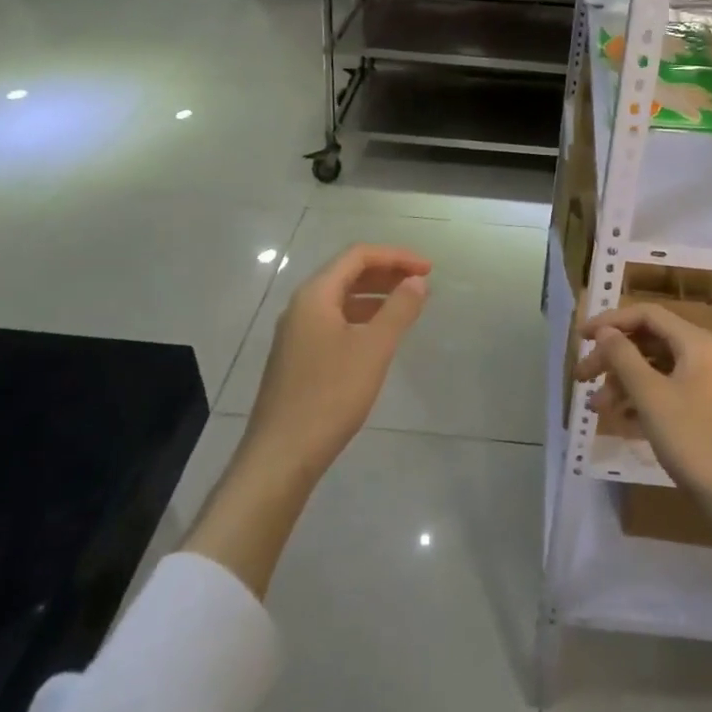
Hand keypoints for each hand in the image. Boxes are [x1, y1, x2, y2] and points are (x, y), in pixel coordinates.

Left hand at [243, 245, 430, 477]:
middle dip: (387, 273)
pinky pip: (335, 321)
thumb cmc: (330, 395)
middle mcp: (301, 306)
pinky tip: (380, 337)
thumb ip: (398, 309)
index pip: (358, 256)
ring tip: (408, 307)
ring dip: (375, 296)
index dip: (396, 256)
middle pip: (347, 273)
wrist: (282, 454)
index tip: (429, 269)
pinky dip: (362, 318)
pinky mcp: (298, 357)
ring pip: (341, 299)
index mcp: (315, 295)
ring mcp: (296, 333)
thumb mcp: (374, 348)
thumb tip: (417, 280)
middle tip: (422, 283)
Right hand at [579, 303, 711, 646]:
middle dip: (612, 357)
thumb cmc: (693, 439)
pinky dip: (641, 399)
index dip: (610, 321)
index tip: (581, 337)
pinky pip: (667, 391)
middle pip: (649, 341)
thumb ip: (623, 357)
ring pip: (656, 369)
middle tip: (581, 377)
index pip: (647, 315)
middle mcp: (704, 355)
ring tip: (596, 407)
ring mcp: (708, 384)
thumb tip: (605, 331)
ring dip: (622, 382)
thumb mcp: (650, 396)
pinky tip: (618, 419)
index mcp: (696, 343)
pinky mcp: (706, 410)